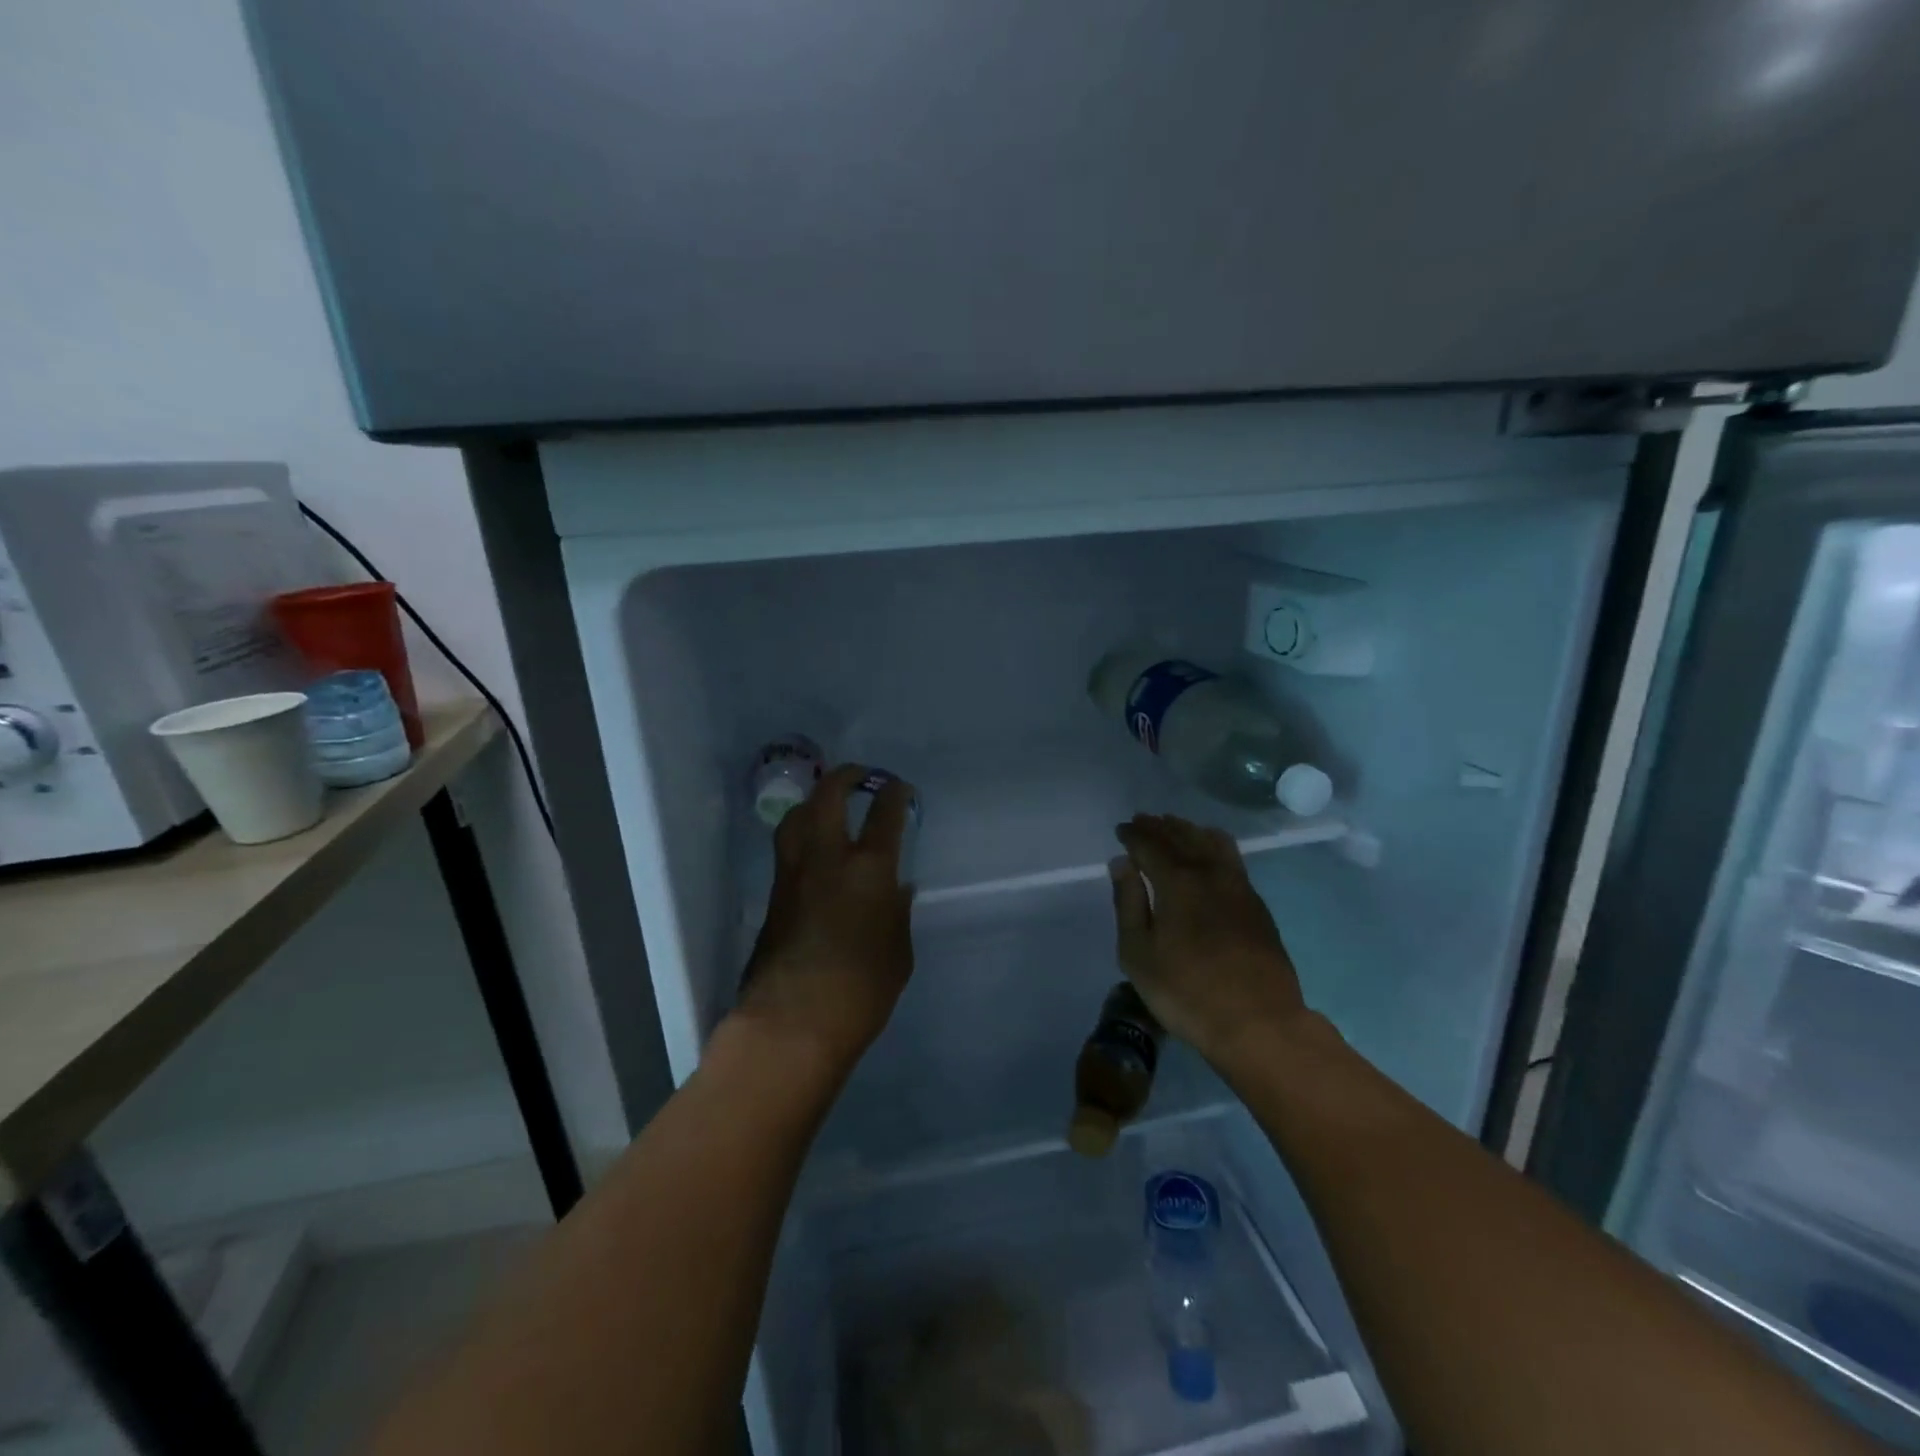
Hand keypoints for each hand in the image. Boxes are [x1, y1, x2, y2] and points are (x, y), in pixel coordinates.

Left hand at [734, 765, 915, 1076]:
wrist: (792, 1022)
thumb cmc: (861, 991)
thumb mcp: (898, 953)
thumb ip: (897, 913)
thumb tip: (897, 888)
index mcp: (869, 869)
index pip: (883, 815)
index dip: (893, 794)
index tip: (898, 788)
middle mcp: (827, 859)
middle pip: (828, 797)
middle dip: (845, 777)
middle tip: (858, 775)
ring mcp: (793, 875)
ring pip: (796, 818)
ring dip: (814, 802)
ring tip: (827, 805)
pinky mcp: (772, 897)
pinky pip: (786, 851)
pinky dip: (801, 838)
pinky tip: (814, 853)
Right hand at [1110, 813, 1309, 1069]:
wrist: (1259, 1023)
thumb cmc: (1186, 992)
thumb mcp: (1138, 953)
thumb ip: (1128, 903)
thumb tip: (1121, 863)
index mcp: (1177, 881)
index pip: (1150, 845)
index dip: (1133, 835)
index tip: (1121, 830)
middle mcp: (1209, 873)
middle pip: (1181, 837)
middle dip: (1159, 826)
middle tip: (1142, 821)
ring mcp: (1238, 886)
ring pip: (1211, 842)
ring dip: (1188, 830)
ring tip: (1173, 827)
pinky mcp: (1256, 904)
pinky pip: (1231, 857)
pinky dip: (1212, 844)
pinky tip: (1208, 852)